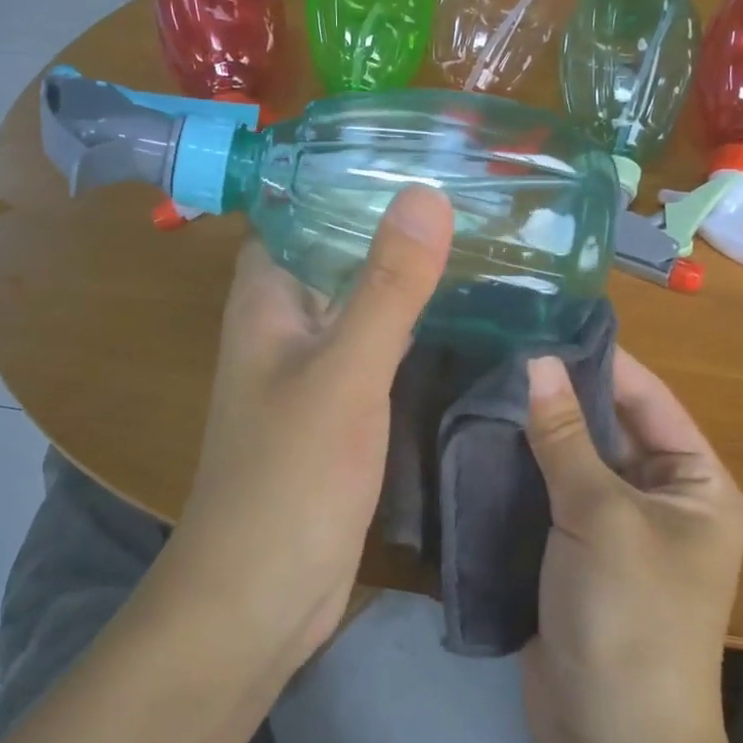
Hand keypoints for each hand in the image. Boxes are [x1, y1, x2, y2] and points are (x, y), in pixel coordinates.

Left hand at [164, 186, 452, 672]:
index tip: (420, 147)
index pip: (300, 206)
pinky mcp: (340, 406)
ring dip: (408, 271)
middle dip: (394, 219)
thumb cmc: (288, 478)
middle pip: (338, 248)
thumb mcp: (344, 373)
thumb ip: (386, 287)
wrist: (260, 595)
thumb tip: (426, 193)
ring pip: (363, 298)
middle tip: (472, 189)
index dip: (349, 172)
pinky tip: (468, 312)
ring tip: (482, 236)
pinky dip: (414, 323)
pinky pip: (379, 345)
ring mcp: (313, 365)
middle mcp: (285, 321)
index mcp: (267, 296)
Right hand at [520, 350, 742, 742]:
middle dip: (560, 395)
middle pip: (608, 428)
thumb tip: (537, 362)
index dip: (602, 362)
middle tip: (501, 348)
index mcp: (696, 483)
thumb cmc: (629, 617)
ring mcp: (615, 529)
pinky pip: (549, 496)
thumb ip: (566, 438)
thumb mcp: (600, 516)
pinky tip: (478, 437)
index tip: (547, 323)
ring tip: (481, 381)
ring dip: (535, 431)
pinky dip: (521, 470)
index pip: (649, 400)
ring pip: (573, 461)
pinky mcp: (574, 554)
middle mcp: (661, 499)